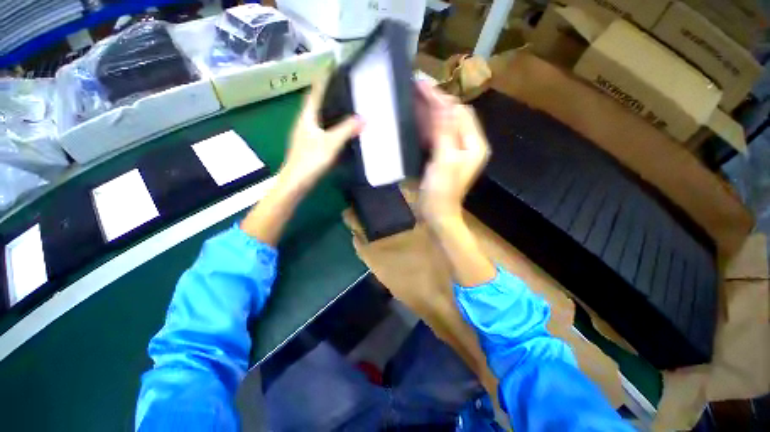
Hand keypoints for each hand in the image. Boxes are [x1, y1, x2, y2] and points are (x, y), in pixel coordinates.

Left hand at [281, 79, 363, 191]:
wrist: (296, 182)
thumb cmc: (310, 160)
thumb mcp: (331, 143)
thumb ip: (346, 130)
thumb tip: (363, 118)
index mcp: (306, 118)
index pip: (315, 93)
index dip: (323, 81)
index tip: (332, 69)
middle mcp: (304, 124)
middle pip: (316, 105)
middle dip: (328, 96)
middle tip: (344, 89)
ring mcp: (305, 136)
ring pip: (318, 119)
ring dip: (329, 112)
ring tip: (344, 108)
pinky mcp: (309, 148)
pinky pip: (321, 131)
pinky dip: (330, 127)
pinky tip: (339, 132)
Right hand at [416, 82, 489, 226]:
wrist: (437, 215)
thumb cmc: (441, 191)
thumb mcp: (445, 161)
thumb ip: (445, 132)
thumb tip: (442, 104)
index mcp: (474, 144)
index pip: (460, 112)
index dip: (442, 98)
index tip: (423, 85)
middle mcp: (467, 144)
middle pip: (453, 116)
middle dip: (436, 101)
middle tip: (416, 87)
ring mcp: (455, 151)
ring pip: (444, 124)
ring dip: (431, 111)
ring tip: (415, 98)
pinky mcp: (443, 157)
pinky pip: (437, 136)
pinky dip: (427, 125)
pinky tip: (416, 119)